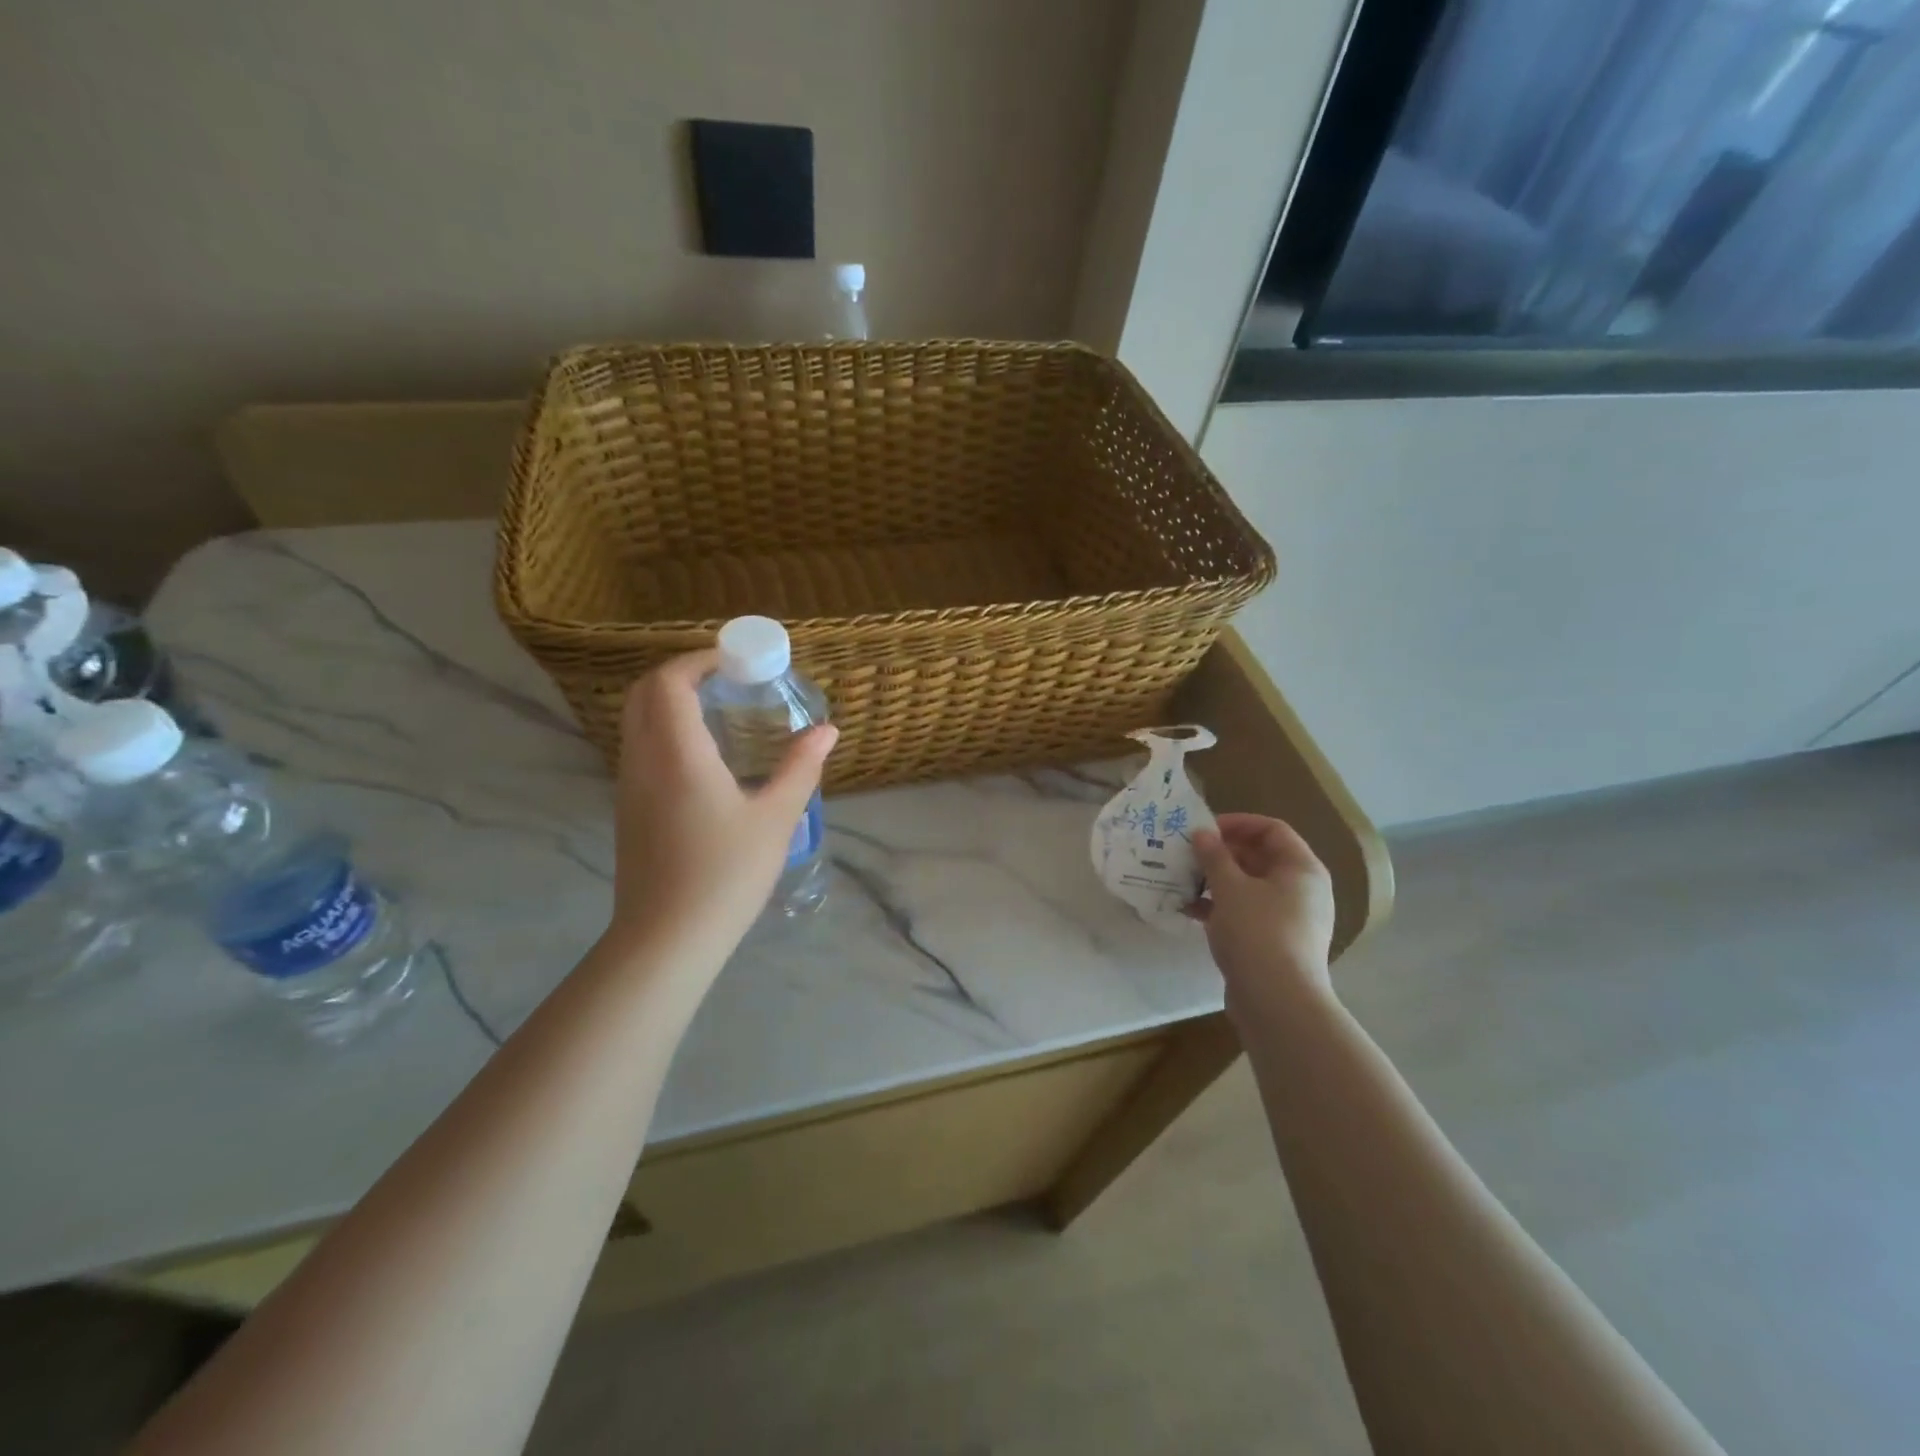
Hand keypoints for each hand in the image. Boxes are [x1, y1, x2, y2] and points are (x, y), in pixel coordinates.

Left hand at [605, 651, 836, 964]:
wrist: (667, 938)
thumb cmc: (726, 874)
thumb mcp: (776, 818)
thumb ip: (801, 767)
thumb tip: (827, 730)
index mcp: (677, 754)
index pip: (669, 682)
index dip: (698, 661)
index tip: (735, 662)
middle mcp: (643, 760)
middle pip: (644, 694)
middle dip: (682, 675)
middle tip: (728, 681)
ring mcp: (629, 785)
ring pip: (637, 721)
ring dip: (671, 703)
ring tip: (721, 713)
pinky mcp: (628, 808)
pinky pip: (639, 748)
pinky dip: (665, 731)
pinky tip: (704, 757)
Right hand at [1190, 814, 1336, 1015]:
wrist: (1277, 1002)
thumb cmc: (1257, 932)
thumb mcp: (1230, 888)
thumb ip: (1214, 856)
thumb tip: (1202, 833)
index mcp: (1301, 869)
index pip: (1272, 830)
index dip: (1238, 823)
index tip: (1204, 830)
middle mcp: (1302, 890)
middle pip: (1260, 857)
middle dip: (1222, 853)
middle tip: (1188, 854)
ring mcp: (1289, 918)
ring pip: (1250, 887)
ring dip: (1216, 880)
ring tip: (1183, 880)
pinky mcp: (1274, 942)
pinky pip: (1246, 912)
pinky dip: (1220, 907)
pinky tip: (1190, 910)